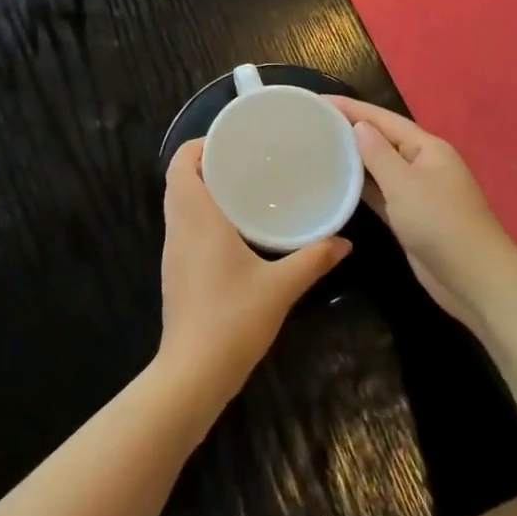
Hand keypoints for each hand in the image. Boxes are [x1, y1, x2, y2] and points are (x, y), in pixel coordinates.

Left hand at [156, 139, 350, 410]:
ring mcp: (172, 251)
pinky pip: (182, 227)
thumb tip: (344, 241)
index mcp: (197, 217)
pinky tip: (232, 229)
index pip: (180, 164)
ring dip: (201, 189)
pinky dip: (200, 214)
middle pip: (178, 180)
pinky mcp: (174, 272)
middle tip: (243, 161)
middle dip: (204, 164)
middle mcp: (178, 227)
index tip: (231, 141)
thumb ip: (313, 259)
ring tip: (242, 187)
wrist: (192, 373)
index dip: (198, 145)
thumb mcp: (281, 286)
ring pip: (178, 204)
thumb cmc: (233, 318)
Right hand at [325, 98, 516, 329]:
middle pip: (381, 140)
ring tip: (318, 148)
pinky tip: (337, 183)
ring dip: (353, 158)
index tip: (319, 100)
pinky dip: (360, 187)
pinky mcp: (409, 217)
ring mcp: (416, 192)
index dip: (351, 108)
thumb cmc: (440, 223)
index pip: (383, 119)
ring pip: (379, 167)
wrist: (474, 280)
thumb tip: (359, 126)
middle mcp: (422, 164)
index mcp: (427, 147)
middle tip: (312, 123)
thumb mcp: (405, 184)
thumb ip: (378, 153)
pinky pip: (380, 193)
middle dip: (350, 130)